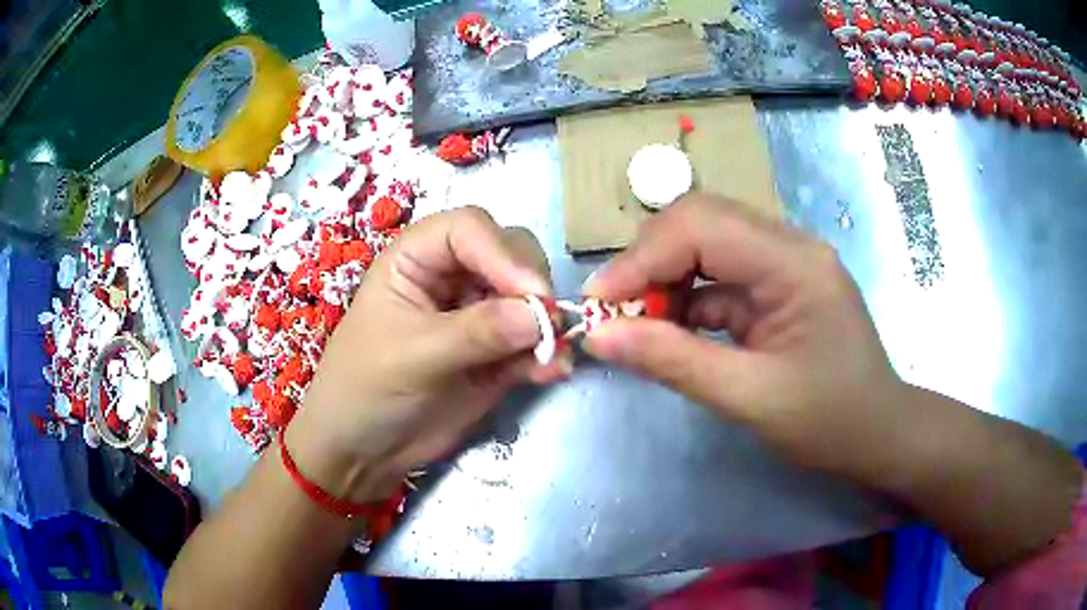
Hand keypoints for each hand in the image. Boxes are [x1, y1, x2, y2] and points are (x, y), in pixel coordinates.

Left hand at [286, 207, 566, 502]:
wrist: (364, 451)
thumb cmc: (366, 388)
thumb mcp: (413, 355)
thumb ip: (475, 332)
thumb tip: (541, 315)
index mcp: (417, 258)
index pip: (469, 229)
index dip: (504, 253)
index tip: (533, 295)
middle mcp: (451, 277)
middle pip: (509, 253)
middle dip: (532, 286)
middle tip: (547, 325)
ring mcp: (477, 315)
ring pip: (529, 298)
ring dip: (548, 324)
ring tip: (553, 358)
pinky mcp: (496, 354)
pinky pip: (533, 342)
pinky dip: (547, 354)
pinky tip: (552, 372)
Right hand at [583, 194, 905, 477]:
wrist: (879, 435)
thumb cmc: (829, 422)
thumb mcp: (750, 399)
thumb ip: (674, 362)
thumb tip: (600, 336)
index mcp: (794, 263)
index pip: (702, 226)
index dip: (642, 258)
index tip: (598, 304)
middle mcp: (789, 246)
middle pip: (701, 222)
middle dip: (649, 262)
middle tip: (614, 312)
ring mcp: (784, 263)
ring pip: (706, 244)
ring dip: (664, 279)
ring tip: (637, 324)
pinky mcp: (776, 285)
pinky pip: (719, 276)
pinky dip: (686, 300)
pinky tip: (671, 331)